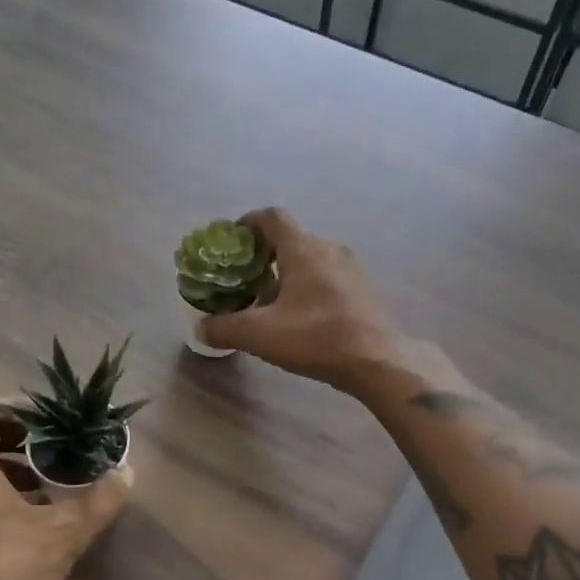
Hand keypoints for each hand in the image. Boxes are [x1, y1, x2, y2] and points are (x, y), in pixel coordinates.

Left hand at [0, 402, 131, 579]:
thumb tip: (127, 473)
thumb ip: (99, 501)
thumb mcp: (62, 538)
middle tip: (57, 450)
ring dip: (4, 468)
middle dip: (19, 440)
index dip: (20, 407)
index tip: (53, 419)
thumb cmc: (2, 579)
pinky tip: (18, 521)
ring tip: (44, 486)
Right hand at [200, 209, 404, 393]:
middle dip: (265, 255)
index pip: (272, 217)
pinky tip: (302, 318)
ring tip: (270, 303)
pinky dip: (309, 288)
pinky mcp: (364, 290)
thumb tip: (201, 328)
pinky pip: (328, 278)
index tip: (232, 240)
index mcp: (303, 249)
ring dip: (288, 274)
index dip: (248, 222)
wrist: (378, 362)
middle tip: (246, 279)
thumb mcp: (260, 335)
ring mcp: (351, 269)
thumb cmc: (316, 338)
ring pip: (311, 260)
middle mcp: (329, 249)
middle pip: (291, 240)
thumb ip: (224, 328)